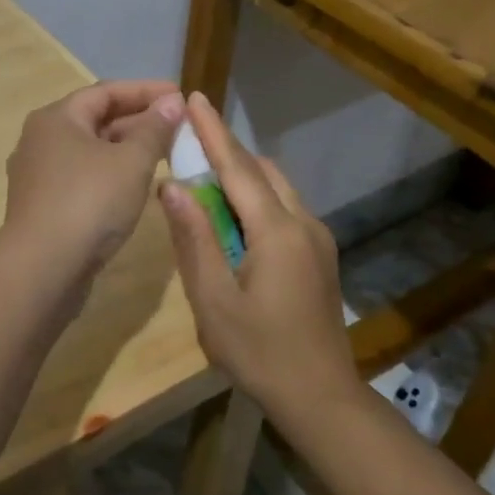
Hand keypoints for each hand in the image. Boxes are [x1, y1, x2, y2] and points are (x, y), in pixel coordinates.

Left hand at [0, 80, 185, 285]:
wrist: (41, 269)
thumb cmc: (89, 203)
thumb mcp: (131, 162)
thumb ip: (154, 129)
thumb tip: (171, 103)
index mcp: (57, 118)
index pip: (106, 91)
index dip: (146, 91)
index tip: (180, 95)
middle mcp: (41, 140)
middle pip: (95, 119)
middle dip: (138, 121)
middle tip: (177, 127)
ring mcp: (38, 175)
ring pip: (90, 151)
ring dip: (126, 149)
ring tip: (164, 155)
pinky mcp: (43, 206)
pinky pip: (82, 178)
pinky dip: (110, 174)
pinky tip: (134, 187)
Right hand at [158, 93, 356, 416]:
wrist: (322, 398)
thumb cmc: (260, 353)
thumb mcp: (213, 300)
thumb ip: (193, 239)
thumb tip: (172, 185)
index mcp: (277, 231)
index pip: (238, 167)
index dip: (213, 131)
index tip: (194, 97)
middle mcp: (303, 223)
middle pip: (261, 171)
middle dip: (226, 151)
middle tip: (188, 143)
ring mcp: (318, 239)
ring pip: (276, 189)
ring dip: (242, 177)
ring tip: (203, 182)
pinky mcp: (320, 256)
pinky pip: (284, 210)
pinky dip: (255, 200)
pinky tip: (232, 222)